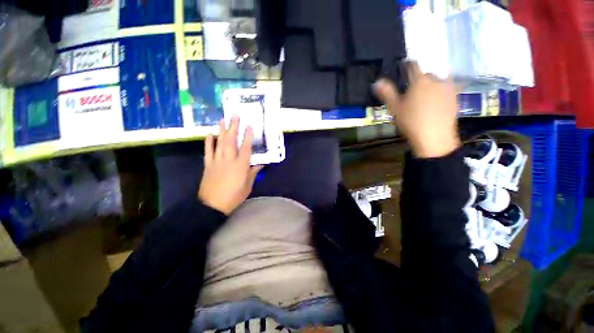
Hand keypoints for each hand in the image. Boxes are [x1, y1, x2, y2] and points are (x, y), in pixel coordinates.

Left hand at [198, 116, 262, 214]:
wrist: (212, 205)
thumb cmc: (234, 196)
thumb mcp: (248, 185)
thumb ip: (253, 173)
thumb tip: (260, 164)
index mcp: (241, 165)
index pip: (246, 148)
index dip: (248, 136)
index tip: (249, 126)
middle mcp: (229, 160)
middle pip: (231, 140)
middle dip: (233, 127)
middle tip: (234, 116)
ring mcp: (217, 161)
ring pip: (219, 142)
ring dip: (221, 130)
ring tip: (223, 120)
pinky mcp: (208, 164)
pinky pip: (208, 150)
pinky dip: (209, 142)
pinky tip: (210, 134)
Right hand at [374, 61, 460, 157]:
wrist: (434, 137)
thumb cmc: (411, 121)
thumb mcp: (395, 108)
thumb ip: (387, 93)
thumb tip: (377, 81)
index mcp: (419, 80)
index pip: (413, 65)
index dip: (407, 65)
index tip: (403, 67)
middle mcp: (436, 80)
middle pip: (426, 74)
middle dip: (419, 79)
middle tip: (412, 92)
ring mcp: (448, 88)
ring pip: (437, 82)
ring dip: (430, 86)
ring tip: (424, 99)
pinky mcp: (455, 98)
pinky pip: (445, 90)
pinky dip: (439, 94)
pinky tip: (434, 105)